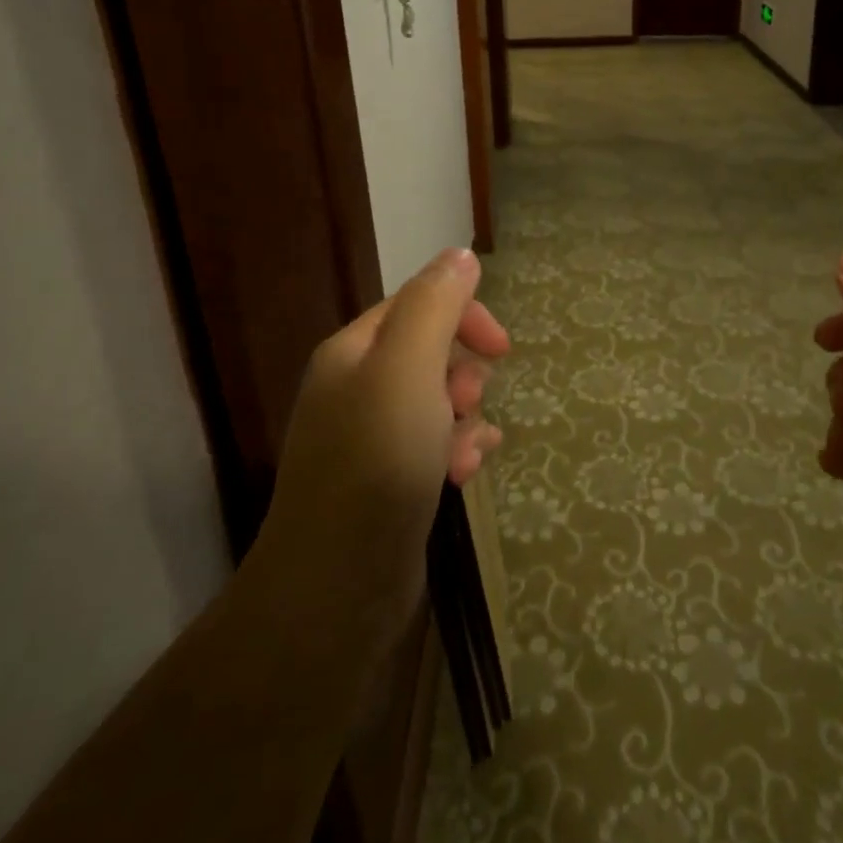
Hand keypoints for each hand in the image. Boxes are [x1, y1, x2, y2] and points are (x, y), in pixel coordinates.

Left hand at [247, 248, 509, 663]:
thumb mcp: (407, 368)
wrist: (339, 586)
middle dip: (464, 374)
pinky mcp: (388, 481)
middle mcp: (357, 388)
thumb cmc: (377, 462)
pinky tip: (466, 476)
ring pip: (439, 403)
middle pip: (432, 353)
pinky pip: (435, 446)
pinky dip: (457, 452)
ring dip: (466, 420)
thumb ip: (435, 306)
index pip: (418, 304)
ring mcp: (370, 439)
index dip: (465, 316)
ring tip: (467, 455)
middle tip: (466, 405)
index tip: (503, 348)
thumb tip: (460, 256)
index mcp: (354, 351)